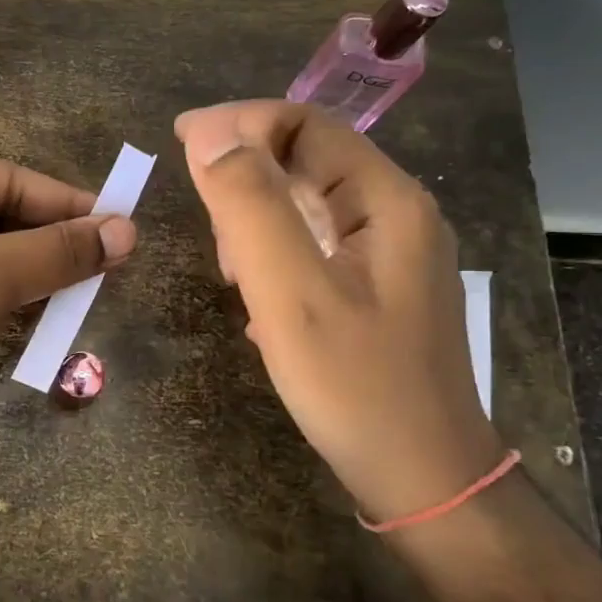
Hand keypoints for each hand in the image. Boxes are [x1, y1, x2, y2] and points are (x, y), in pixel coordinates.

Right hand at [174, 101, 502, 522]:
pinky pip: (317, 246)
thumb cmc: (356, 387)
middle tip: (206, 225)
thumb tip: (210, 136)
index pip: (306, 124)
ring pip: (309, 204)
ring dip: (258, 220)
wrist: (423, 478)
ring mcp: (392, 255)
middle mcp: (397, 215)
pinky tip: (259, 298)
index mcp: (387, 201)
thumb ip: (251, 208)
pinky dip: (277, 255)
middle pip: (309, 160)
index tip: (179, 142)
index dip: (238, 123)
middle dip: (246, 178)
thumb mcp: (293, 294)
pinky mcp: (379, 289)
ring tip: (231, 270)